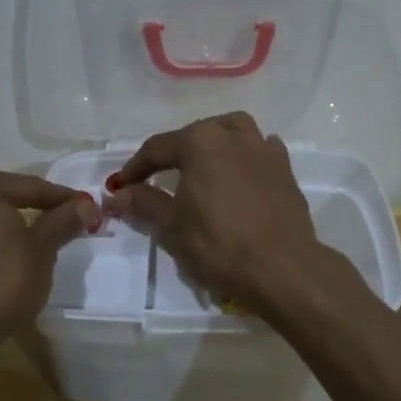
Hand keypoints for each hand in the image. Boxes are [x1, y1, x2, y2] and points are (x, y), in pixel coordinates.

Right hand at [101, 112, 327, 315]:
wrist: (283, 268)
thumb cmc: (219, 245)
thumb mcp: (171, 227)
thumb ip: (143, 203)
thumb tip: (115, 196)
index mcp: (200, 142)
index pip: (157, 148)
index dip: (135, 168)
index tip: (121, 187)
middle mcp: (232, 135)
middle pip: (194, 135)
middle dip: (173, 154)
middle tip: (157, 179)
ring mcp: (264, 148)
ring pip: (232, 132)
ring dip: (213, 144)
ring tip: (202, 167)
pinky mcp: (285, 168)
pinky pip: (260, 150)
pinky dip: (245, 157)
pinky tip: (239, 175)